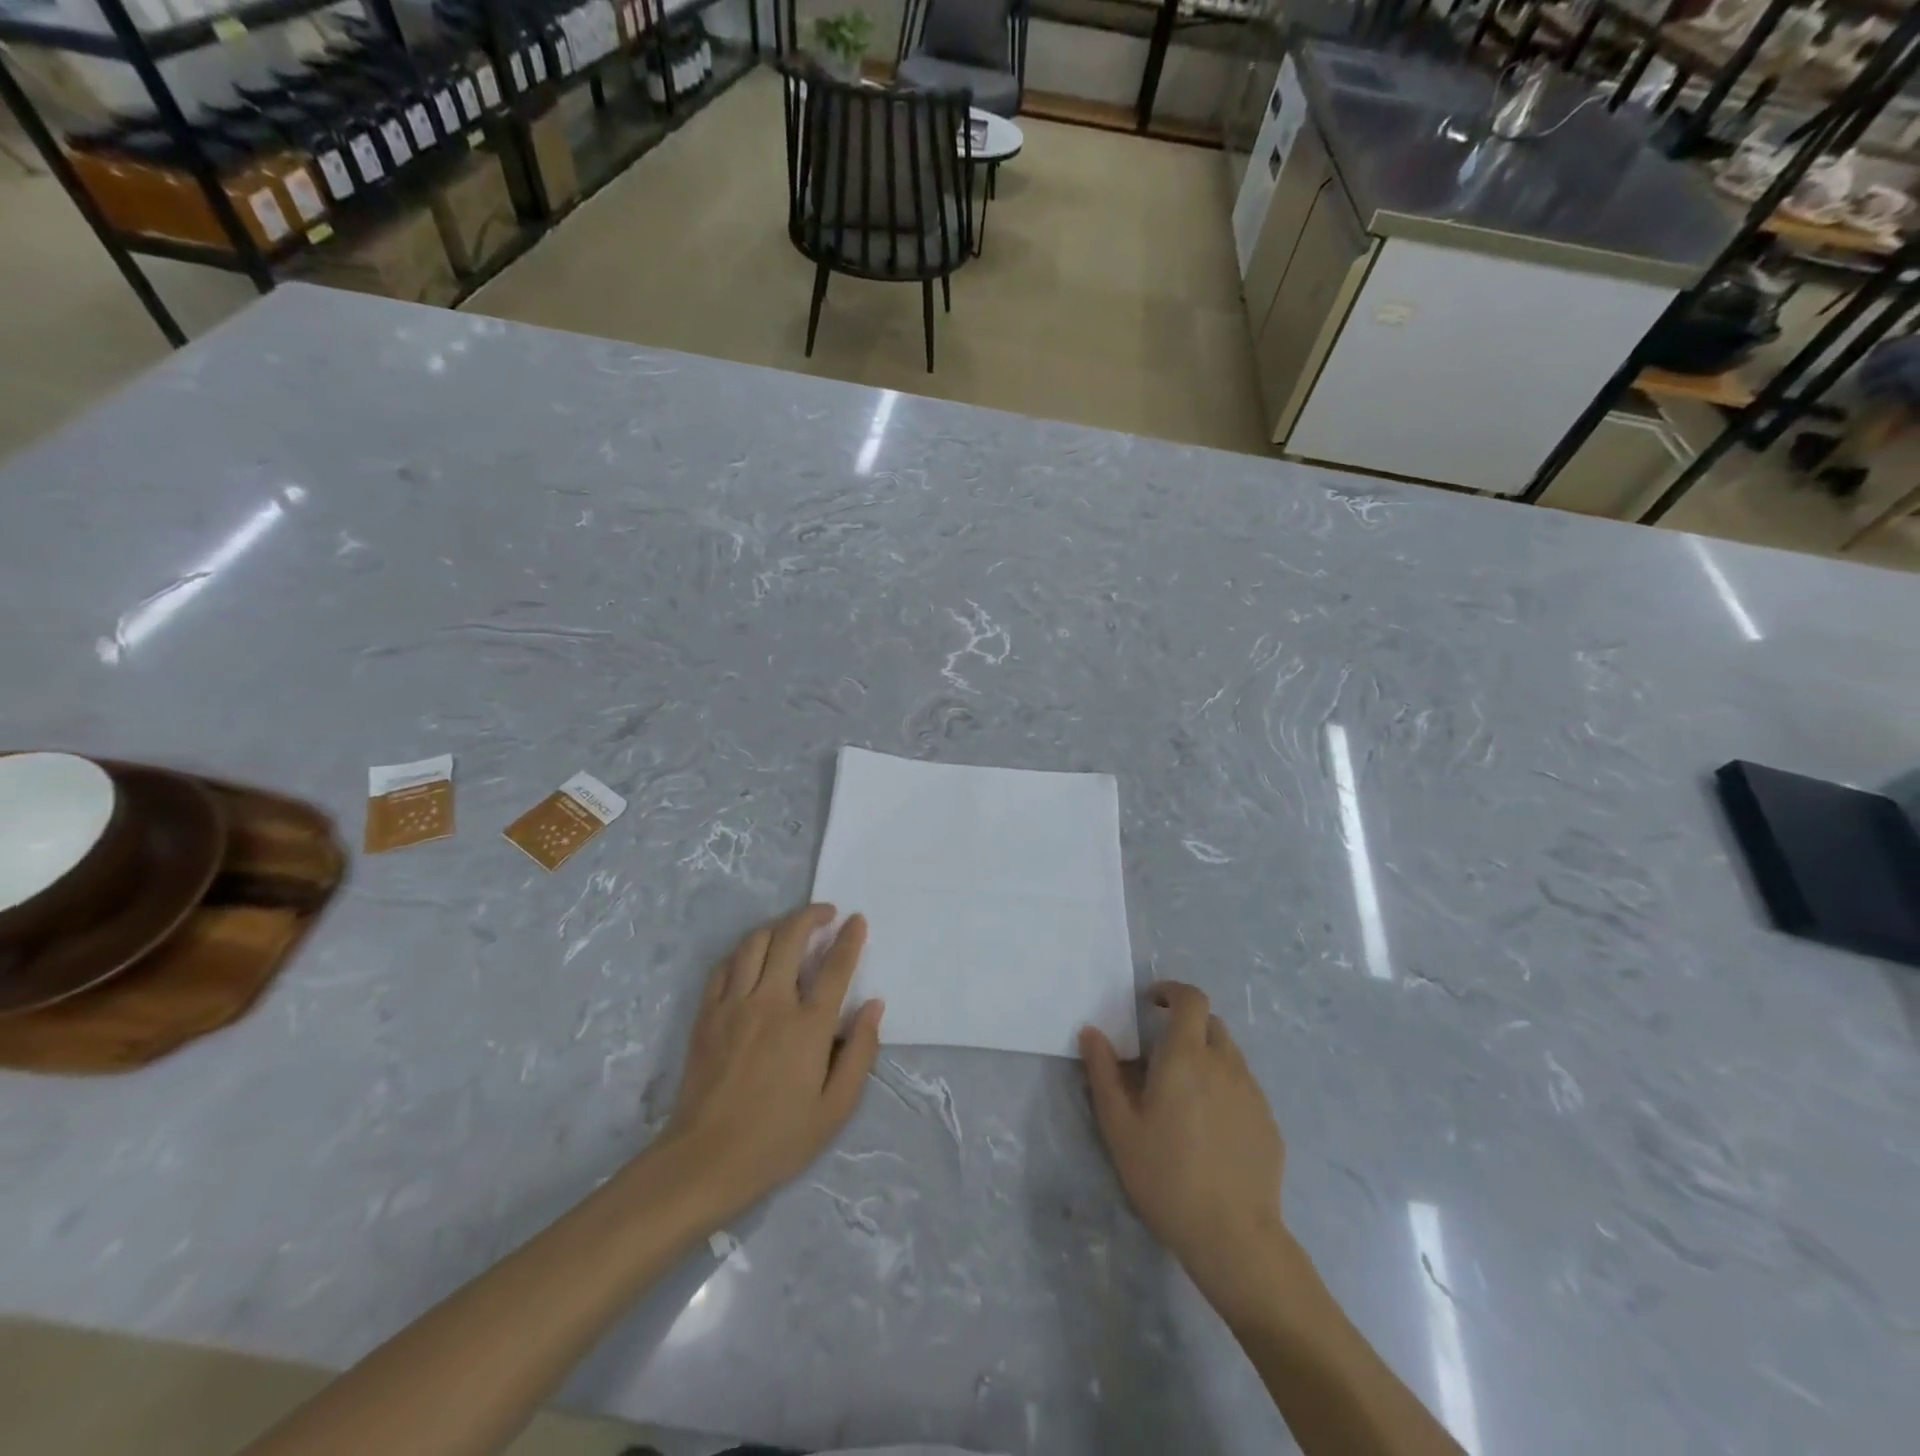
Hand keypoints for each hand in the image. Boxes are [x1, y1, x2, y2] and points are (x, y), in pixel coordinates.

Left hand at [662, 905, 883, 1220]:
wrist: (706, 1160)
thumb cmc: (778, 1139)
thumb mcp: (836, 1108)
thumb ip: (860, 1052)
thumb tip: (873, 1006)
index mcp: (808, 1026)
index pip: (835, 966)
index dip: (849, 938)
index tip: (857, 921)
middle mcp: (772, 1003)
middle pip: (790, 937)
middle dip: (811, 915)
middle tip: (826, 913)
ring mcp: (734, 1004)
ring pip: (754, 943)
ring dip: (777, 927)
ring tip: (790, 930)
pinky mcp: (706, 1014)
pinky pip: (724, 966)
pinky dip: (742, 952)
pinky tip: (751, 957)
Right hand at [1080, 982, 1286, 1289]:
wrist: (1234, 1237)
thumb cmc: (1166, 1176)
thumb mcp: (1119, 1126)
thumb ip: (1103, 1073)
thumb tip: (1091, 1032)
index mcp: (1186, 1057)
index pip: (1191, 999)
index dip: (1172, 991)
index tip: (1151, 1004)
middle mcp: (1224, 1064)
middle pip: (1210, 1023)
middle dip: (1186, 1025)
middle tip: (1161, 1054)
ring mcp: (1252, 1093)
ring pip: (1228, 1055)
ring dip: (1206, 1057)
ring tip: (1184, 1095)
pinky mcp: (1268, 1122)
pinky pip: (1243, 1087)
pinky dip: (1224, 1088)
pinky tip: (1209, 1128)